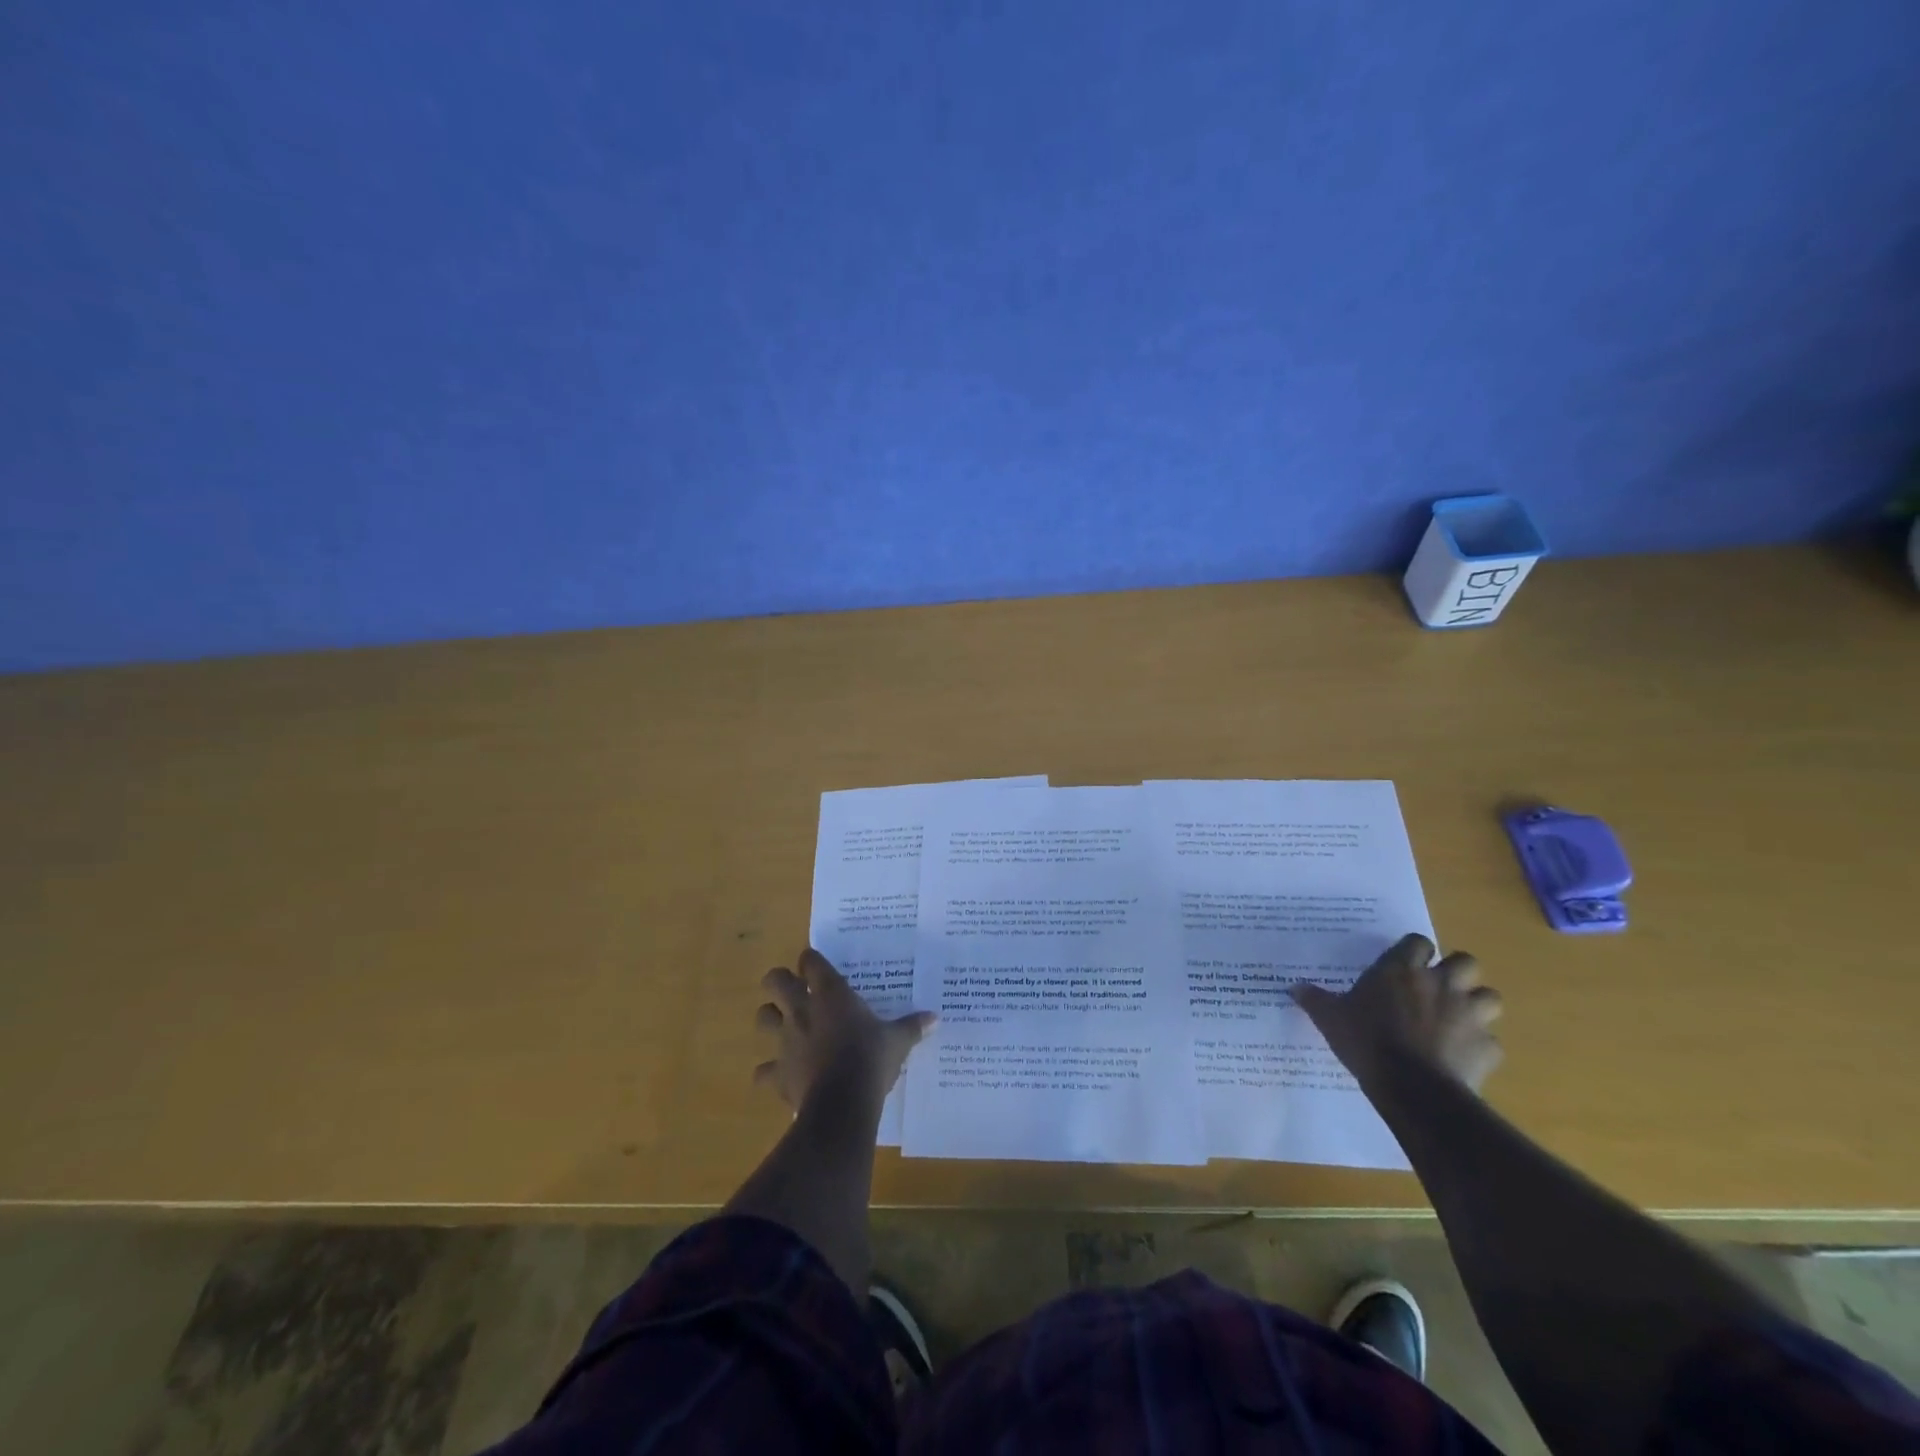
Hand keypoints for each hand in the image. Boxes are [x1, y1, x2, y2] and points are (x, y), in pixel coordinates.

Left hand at [754, 949, 935, 1111]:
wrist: (843, 1103)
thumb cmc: (871, 1059)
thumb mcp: (897, 1041)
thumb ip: (912, 1026)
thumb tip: (935, 1018)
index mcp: (830, 992)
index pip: (810, 960)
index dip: (812, 961)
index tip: (819, 967)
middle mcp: (801, 1008)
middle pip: (774, 980)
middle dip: (780, 982)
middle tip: (794, 990)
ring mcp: (785, 1039)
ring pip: (762, 1017)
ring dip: (770, 1019)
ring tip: (784, 1026)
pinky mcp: (777, 1072)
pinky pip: (763, 1070)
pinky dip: (769, 1072)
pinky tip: (782, 1076)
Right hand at [1291, 933, 1503, 1091]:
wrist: (1413, 1087)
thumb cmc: (1367, 1041)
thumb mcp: (1330, 1018)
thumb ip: (1315, 1000)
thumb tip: (1293, 987)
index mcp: (1402, 971)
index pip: (1418, 942)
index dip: (1415, 951)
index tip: (1406, 964)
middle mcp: (1441, 984)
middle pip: (1466, 962)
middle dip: (1458, 973)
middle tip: (1439, 988)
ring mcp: (1470, 1015)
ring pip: (1490, 998)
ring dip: (1478, 1005)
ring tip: (1460, 1020)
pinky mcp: (1488, 1047)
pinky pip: (1491, 1042)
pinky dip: (1480, 1047)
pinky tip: (1463, 1057)